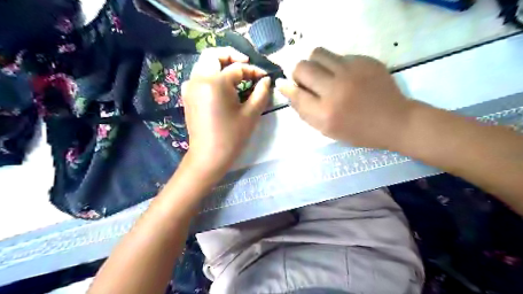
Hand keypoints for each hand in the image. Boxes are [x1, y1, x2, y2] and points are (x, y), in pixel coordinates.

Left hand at [182, 45, 270, 174]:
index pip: (237, 68)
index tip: (264, 77)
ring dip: (220, 64)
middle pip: (213, 55)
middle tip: (246, 64)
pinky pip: (199, 76)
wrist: (208, 156)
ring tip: (236, 74)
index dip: (253, 71)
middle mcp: (198, 79)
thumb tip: (266, 80)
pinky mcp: (187, 95)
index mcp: (215, 83)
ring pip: (204, 64)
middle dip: (231, 55)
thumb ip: (261, 93)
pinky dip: (211, 74)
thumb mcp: (251, 114)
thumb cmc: (231, 137)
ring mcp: (190, 86)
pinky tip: (223, 86)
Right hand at [276, 47, 415, 149]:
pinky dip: (335, 65)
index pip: (294, 92)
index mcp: (325, 113)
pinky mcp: (365, 60)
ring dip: (314, 64)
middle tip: (307, 82)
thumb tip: (286, 88)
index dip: (287, 87)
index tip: (286, 85)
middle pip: (302, 67)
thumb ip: (304, 110)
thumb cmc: (357, 131)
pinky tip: (345, 76)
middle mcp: (335, 89)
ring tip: (324, 75)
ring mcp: (351, 71)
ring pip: (317, 53)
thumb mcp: (326, 129)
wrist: (394, 121)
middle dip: (298, 74)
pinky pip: (338, 55)